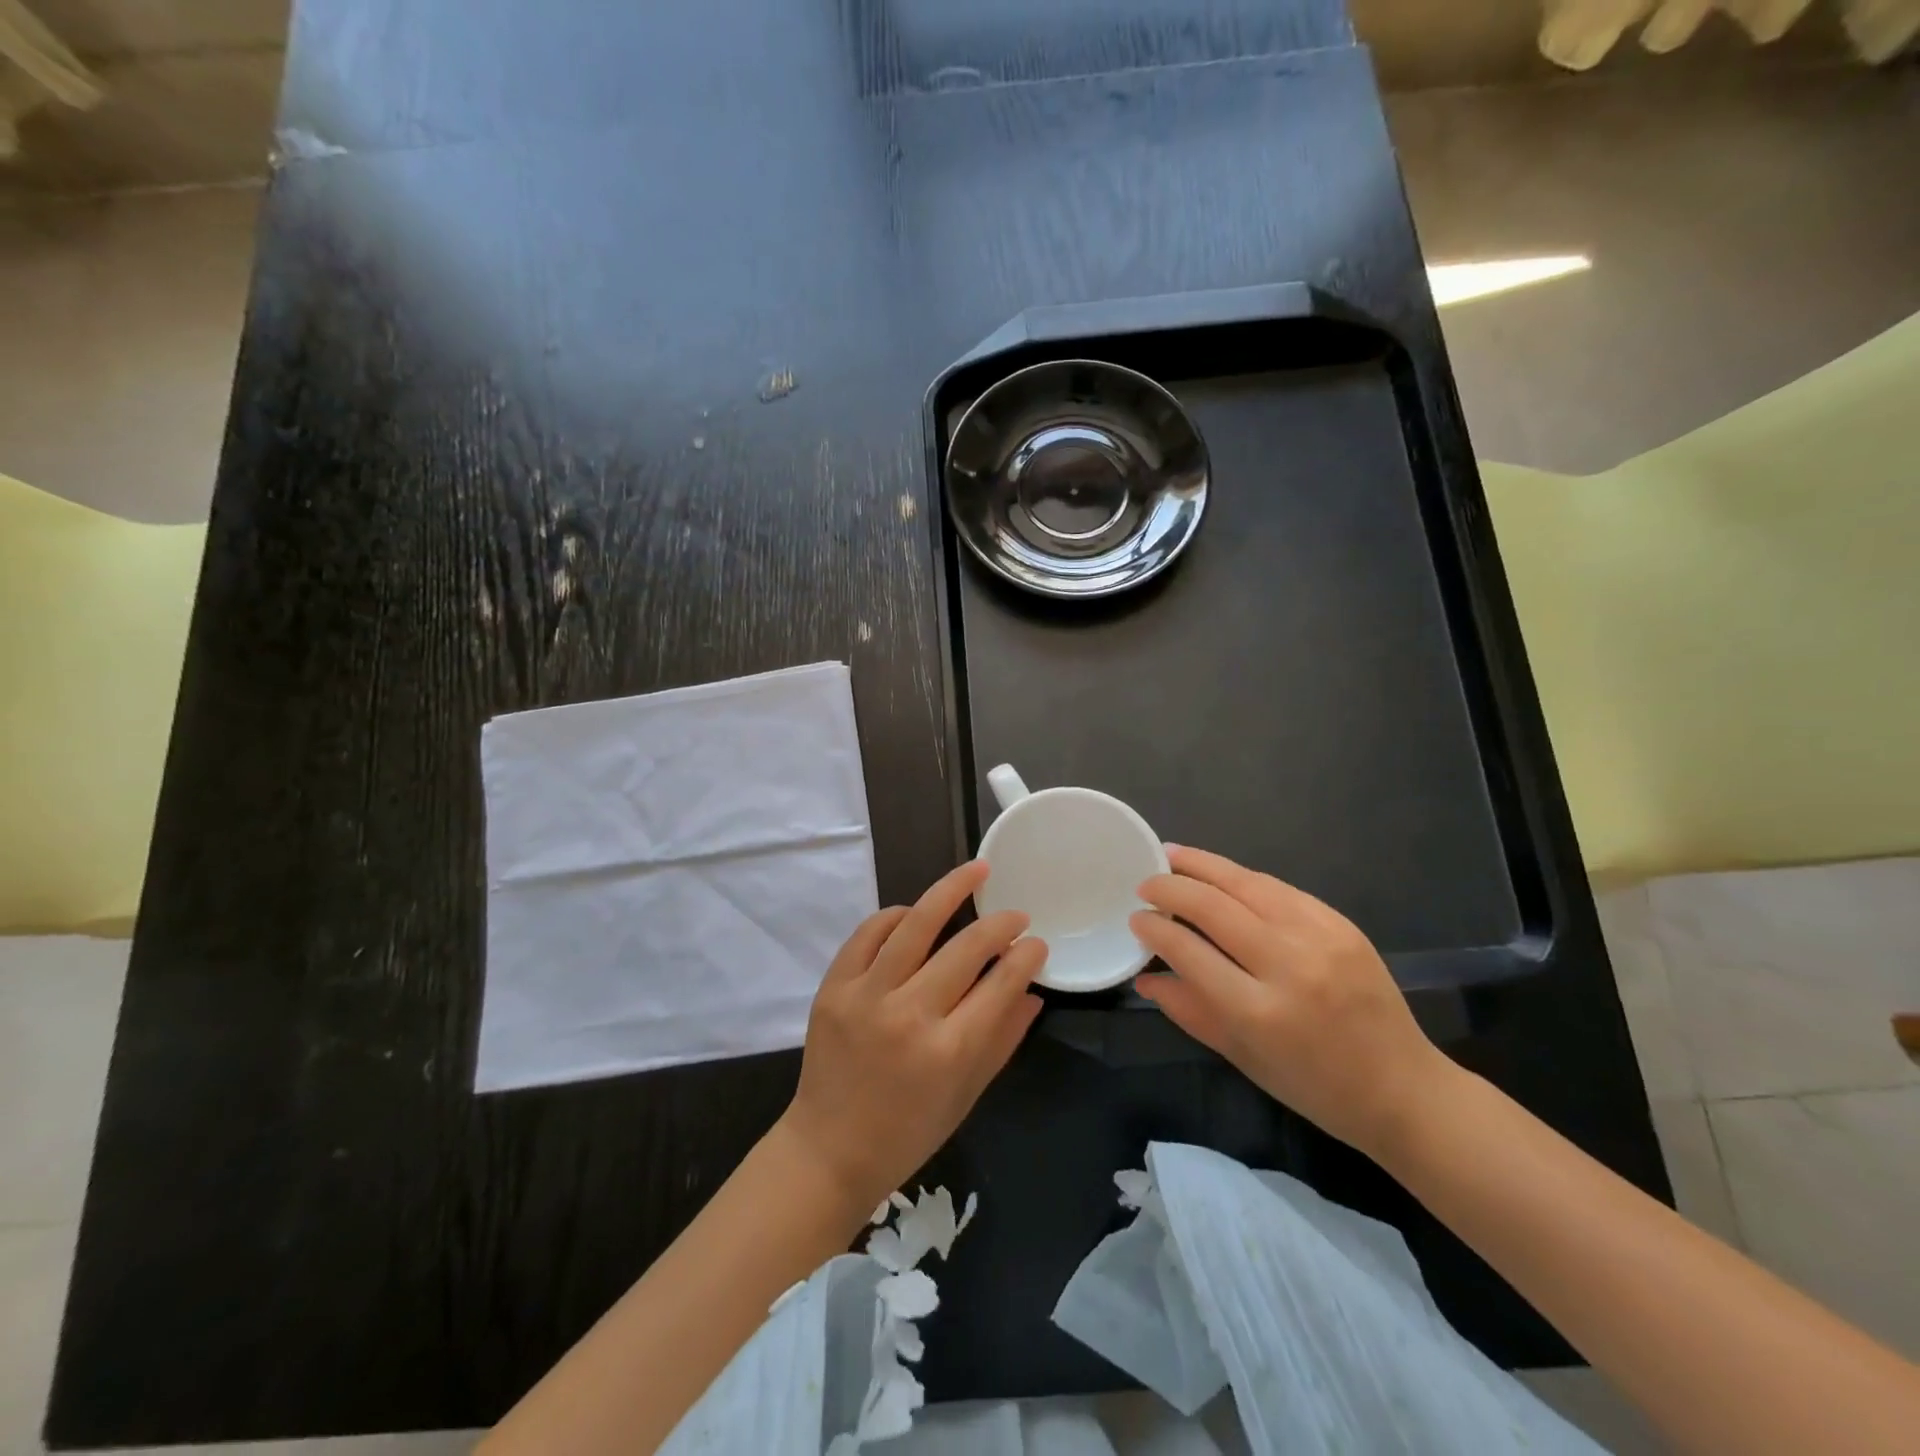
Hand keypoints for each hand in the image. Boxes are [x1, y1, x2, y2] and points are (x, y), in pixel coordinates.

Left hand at [776, 860, 1046, 1214]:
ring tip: (977, 870)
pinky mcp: (834, 987)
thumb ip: (1003, 1039)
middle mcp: (909, 1015)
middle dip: (1000, 924)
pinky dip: (896, 915)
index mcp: (948, 1052)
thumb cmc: (909, 1131)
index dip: (1026, 956)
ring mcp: (866, 996)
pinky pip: (868, 933)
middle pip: (966, 948)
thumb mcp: (967, 1094)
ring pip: (916, 924)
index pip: (1000, 984)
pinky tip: (916, 912)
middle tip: (1016, 914)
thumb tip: (1032, 990)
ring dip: (951, 890)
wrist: (829, 1149)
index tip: (1037, 943)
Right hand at [1131, 845, 1452, 1159]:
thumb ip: (1189, 1011)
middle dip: (1170, 887)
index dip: (1155, 929)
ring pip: (1246, 883)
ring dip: (1202, 865)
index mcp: (1259, 1012)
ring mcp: (1320, 938)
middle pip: (1213, 906)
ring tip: (1172, 854)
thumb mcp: (1242, 1057)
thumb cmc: (1314, 1087)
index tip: (1136, 919)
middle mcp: (1288, 966)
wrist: (1404, 1089)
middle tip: (1145, 883)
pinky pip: (1279, 888)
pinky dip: (1242, 878)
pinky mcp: (1341, 923)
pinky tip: (1221, 874)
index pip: (1189, 951)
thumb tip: (1144, 977)